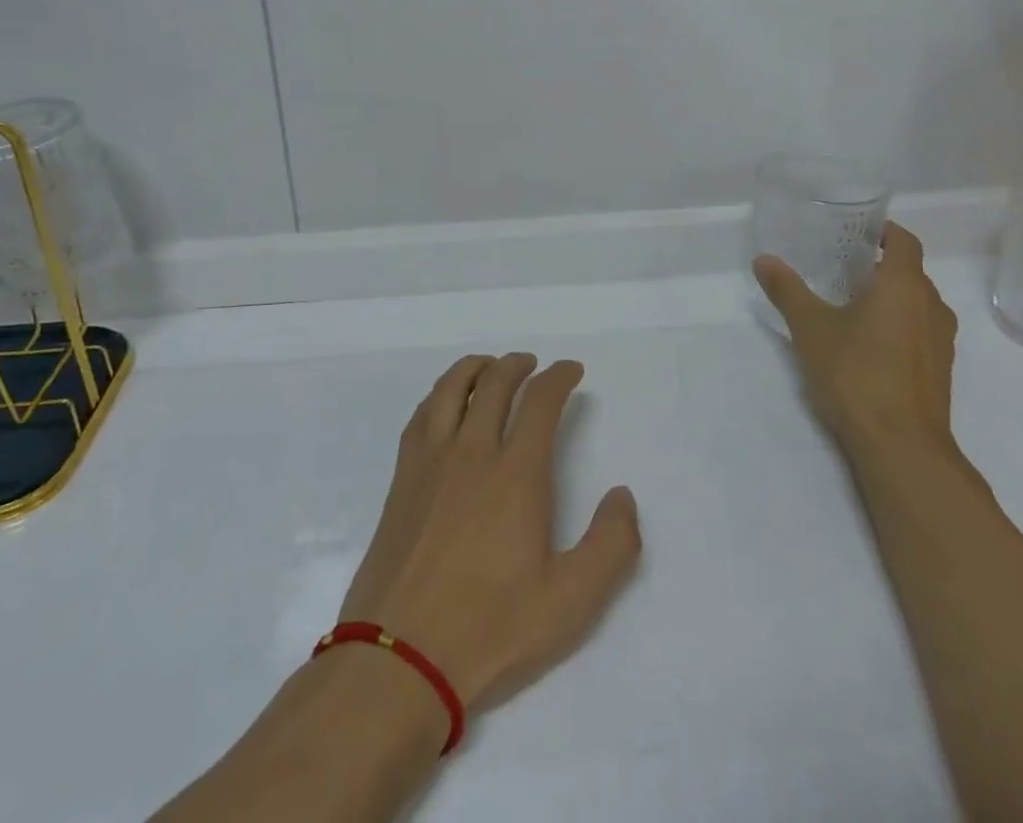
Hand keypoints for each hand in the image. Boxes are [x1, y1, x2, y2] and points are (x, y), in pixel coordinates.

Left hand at [338, 353, 641, 713]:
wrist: (400, 657)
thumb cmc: (491, 628)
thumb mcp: (571, 601)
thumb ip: (611, 545)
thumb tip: (622, 495)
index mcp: (516, 473)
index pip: (540, 402)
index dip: (559, 377)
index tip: (571, 371)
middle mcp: (472, 452)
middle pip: (495, 383)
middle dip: (518, 365)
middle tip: (533, 365)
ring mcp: (430, 461)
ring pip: (452, 388)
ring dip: (476, 367)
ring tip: (490, 367)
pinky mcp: (402, 478)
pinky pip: (422, 414)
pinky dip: (440, 393)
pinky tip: (445, 402)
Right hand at [753, 222, 958, 457]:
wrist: (901, 447)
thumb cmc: (856, 374)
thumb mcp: (810, 327)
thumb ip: (788, 290)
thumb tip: (764, 260)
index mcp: (904, 286)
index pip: (905, 242)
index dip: (885, 231)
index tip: (857, 231)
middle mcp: (931, 307)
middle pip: (911, 273)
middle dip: (880, 266)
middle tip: (841, 266)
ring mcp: (940, 342)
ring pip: (917, 305)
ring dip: (890, 298)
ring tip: (851, 303)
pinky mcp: (939, 372)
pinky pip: (919, 332)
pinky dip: (898, 326)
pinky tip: (866, 343)